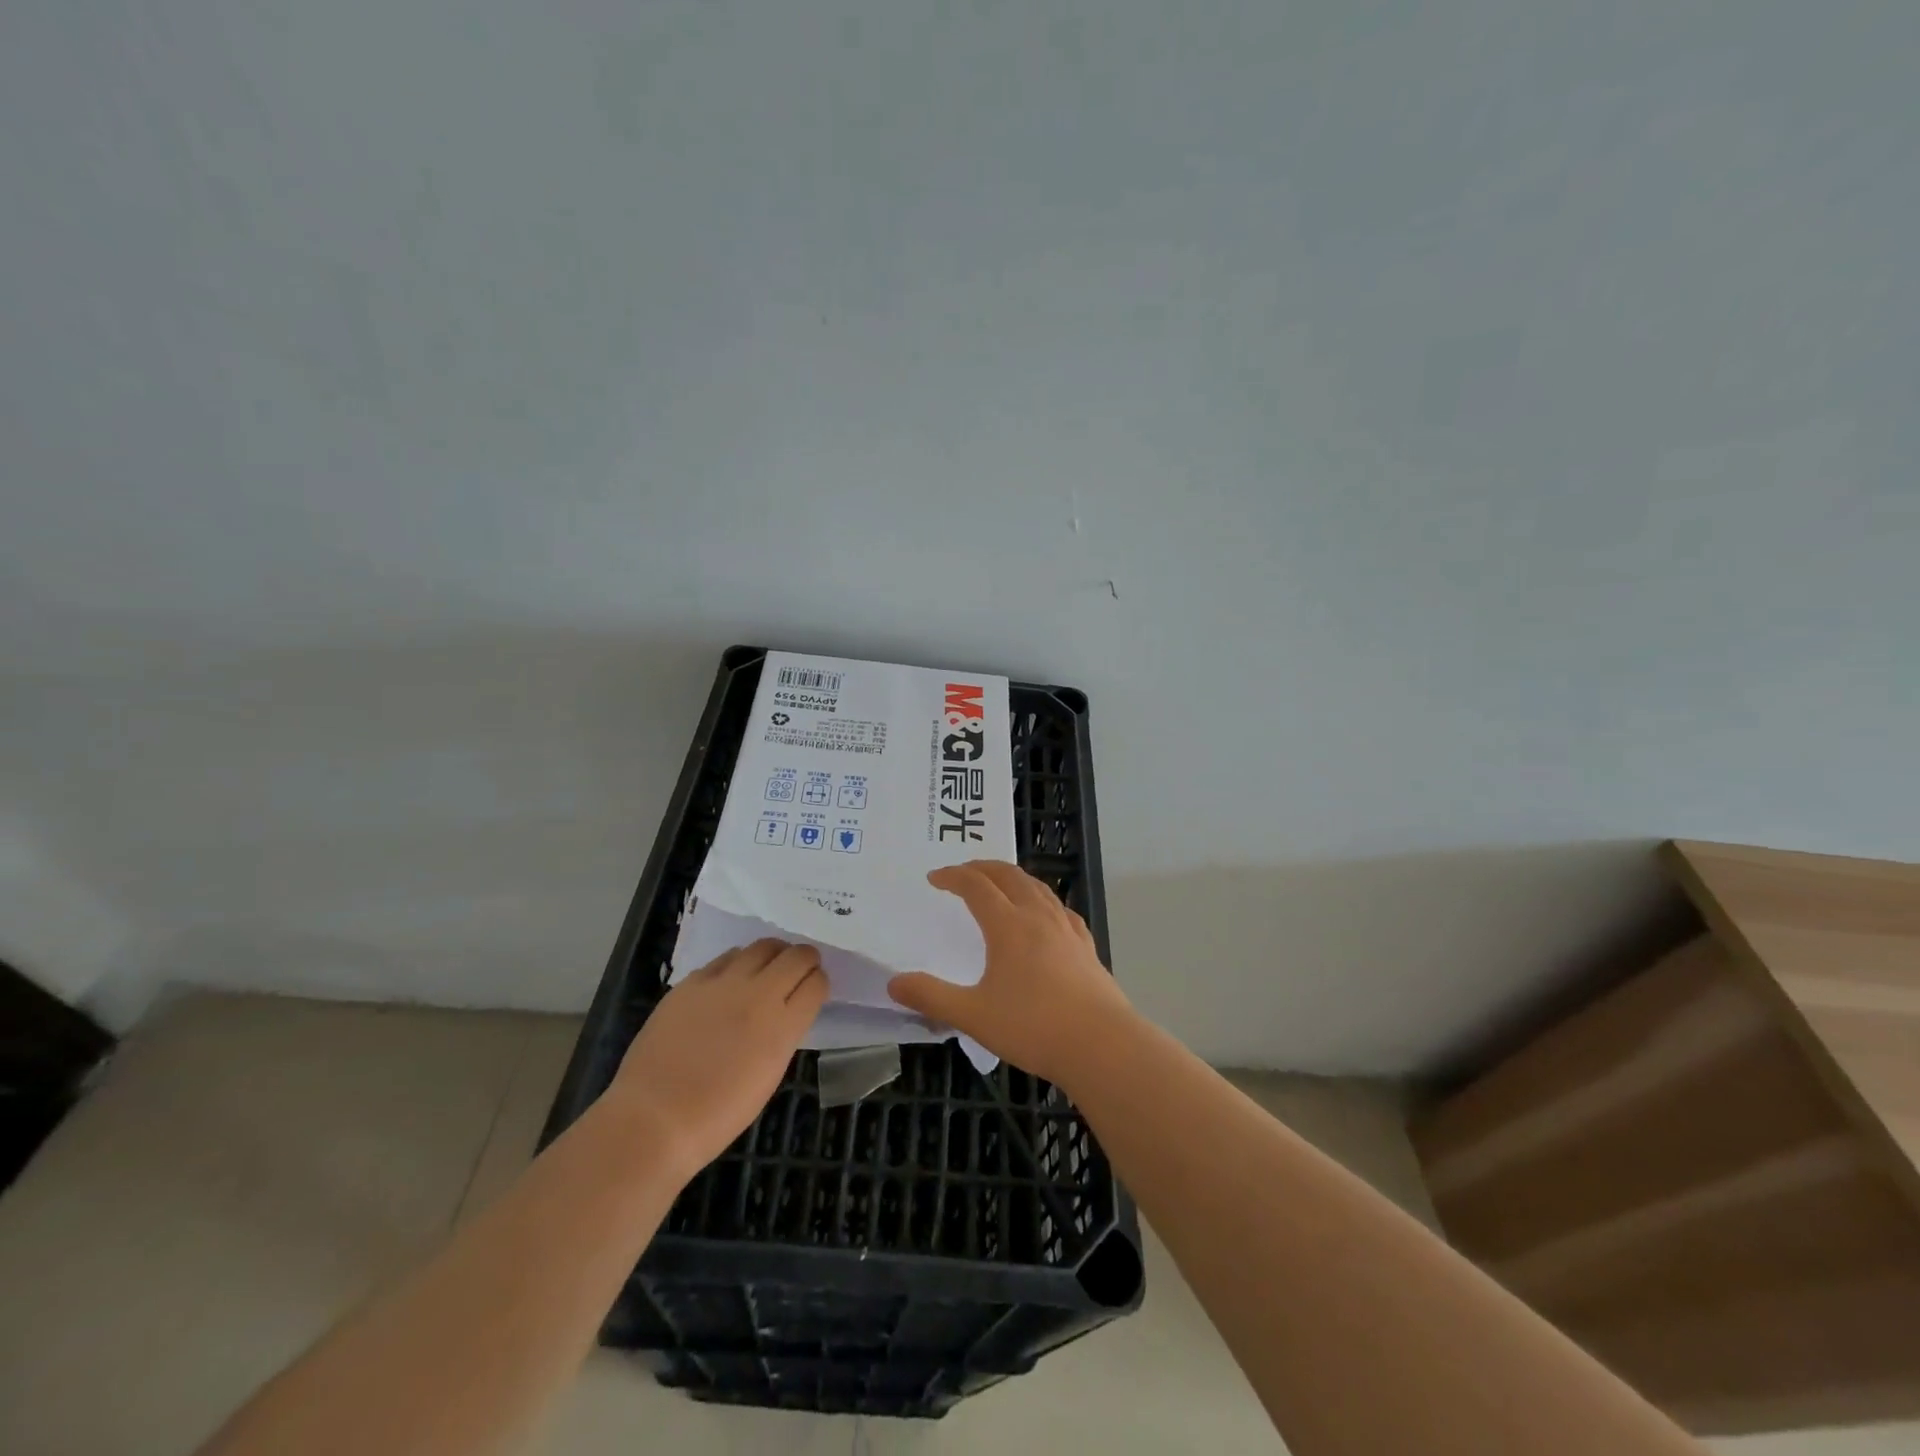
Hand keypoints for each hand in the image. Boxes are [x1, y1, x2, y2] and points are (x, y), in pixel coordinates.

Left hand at [609, 939, 826, 1178]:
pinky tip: (730, 981)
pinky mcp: (692, 981)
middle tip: (798, 970)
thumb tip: (787, 1011)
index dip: (819, 983)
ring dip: (773, 955)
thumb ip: (783, 1034)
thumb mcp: (769, 1075)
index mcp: (782, 1026)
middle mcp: (758, 995)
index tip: (813, 989)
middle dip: (805, 959)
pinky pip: (726, 958)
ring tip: (767, 969)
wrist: (654, 1119)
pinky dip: (738, 963)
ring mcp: (723, 984)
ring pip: (763, 946)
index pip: (816, 983)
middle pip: (796, 956)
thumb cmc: (717, 1115)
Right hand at [888, 860, 1133, 1087]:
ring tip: (1000, 883)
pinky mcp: (1086, 946)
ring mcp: (1066, 929)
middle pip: (1009, 876)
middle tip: (963, 871)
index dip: (953, 876)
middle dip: (983, 867)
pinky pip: (1060, 909)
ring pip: (1038, 887)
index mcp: (1008, 925)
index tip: (934, 878)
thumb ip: (932, 997)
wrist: (1102, 1045)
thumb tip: (894, 983)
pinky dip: (1042, 899)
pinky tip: (1045, 914)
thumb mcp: (973, 1015)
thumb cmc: (1033, 1027)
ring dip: (1013, 877)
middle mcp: (1038, 916)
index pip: (976, 885)